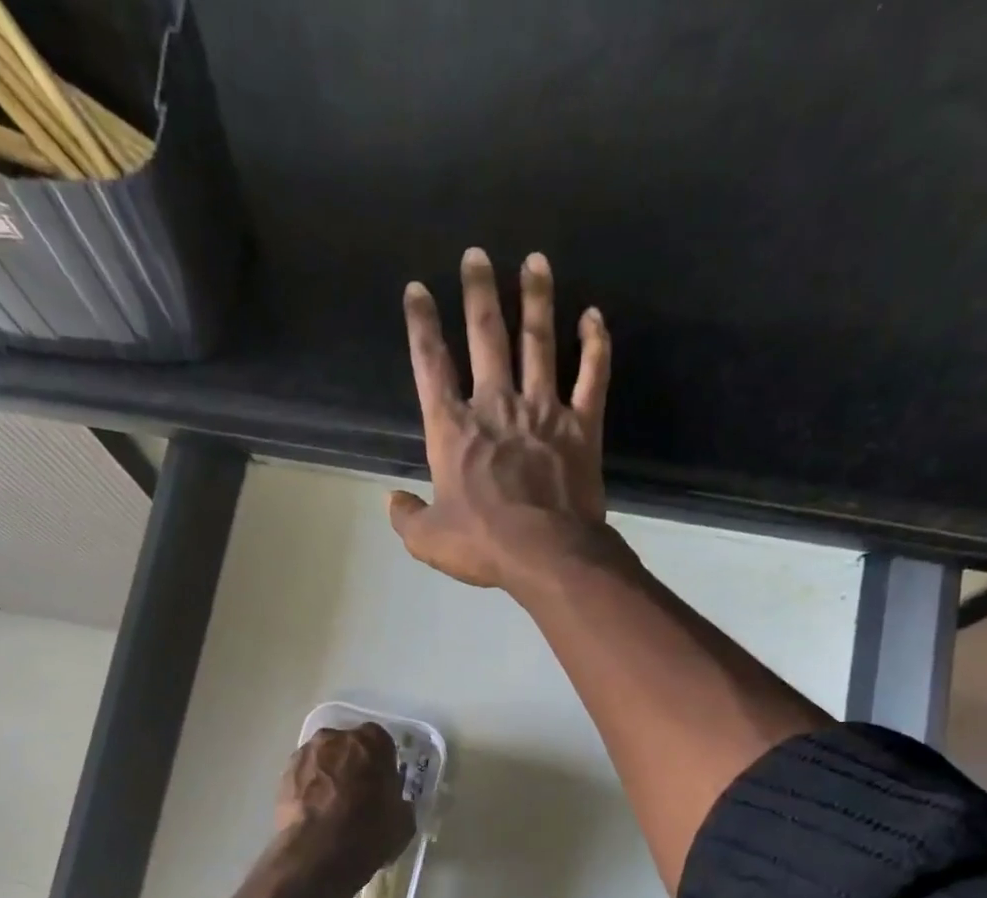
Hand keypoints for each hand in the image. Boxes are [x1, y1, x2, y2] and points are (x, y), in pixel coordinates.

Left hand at [272, 724, 414, 896]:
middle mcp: (336, 738)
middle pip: (347, 746)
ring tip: (330, 805)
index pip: (380, 741)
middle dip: (351, 763)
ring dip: (327, 774)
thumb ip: (397, 801)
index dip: (380, 762)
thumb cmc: (370, 832)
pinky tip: (313, 812)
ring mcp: (306, 754)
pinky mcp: (284, 774)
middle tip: (356, 792)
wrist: (319, 852)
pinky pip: (303, 775)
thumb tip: (392, 803)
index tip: (381, 782)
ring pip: (322, 758)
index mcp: (372, 742)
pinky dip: (307, 788)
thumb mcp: (403, 820)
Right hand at [390, 248, 616, 592]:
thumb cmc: (482, 545)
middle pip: (486, 337)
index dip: (421, 325)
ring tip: (535, 260)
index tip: (417, 289)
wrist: (546, 554)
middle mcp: (496, 406)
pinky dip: (595, 345)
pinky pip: (593, 376)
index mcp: (453, 430)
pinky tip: (594, 317)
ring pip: (539, 342)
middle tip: (476, 254)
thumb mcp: (427, 540)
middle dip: (478, 292)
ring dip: (536, 299)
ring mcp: (542, 411)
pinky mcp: (581, 426)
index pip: (431, 366)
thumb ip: (406, 516)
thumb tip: (392, 500)